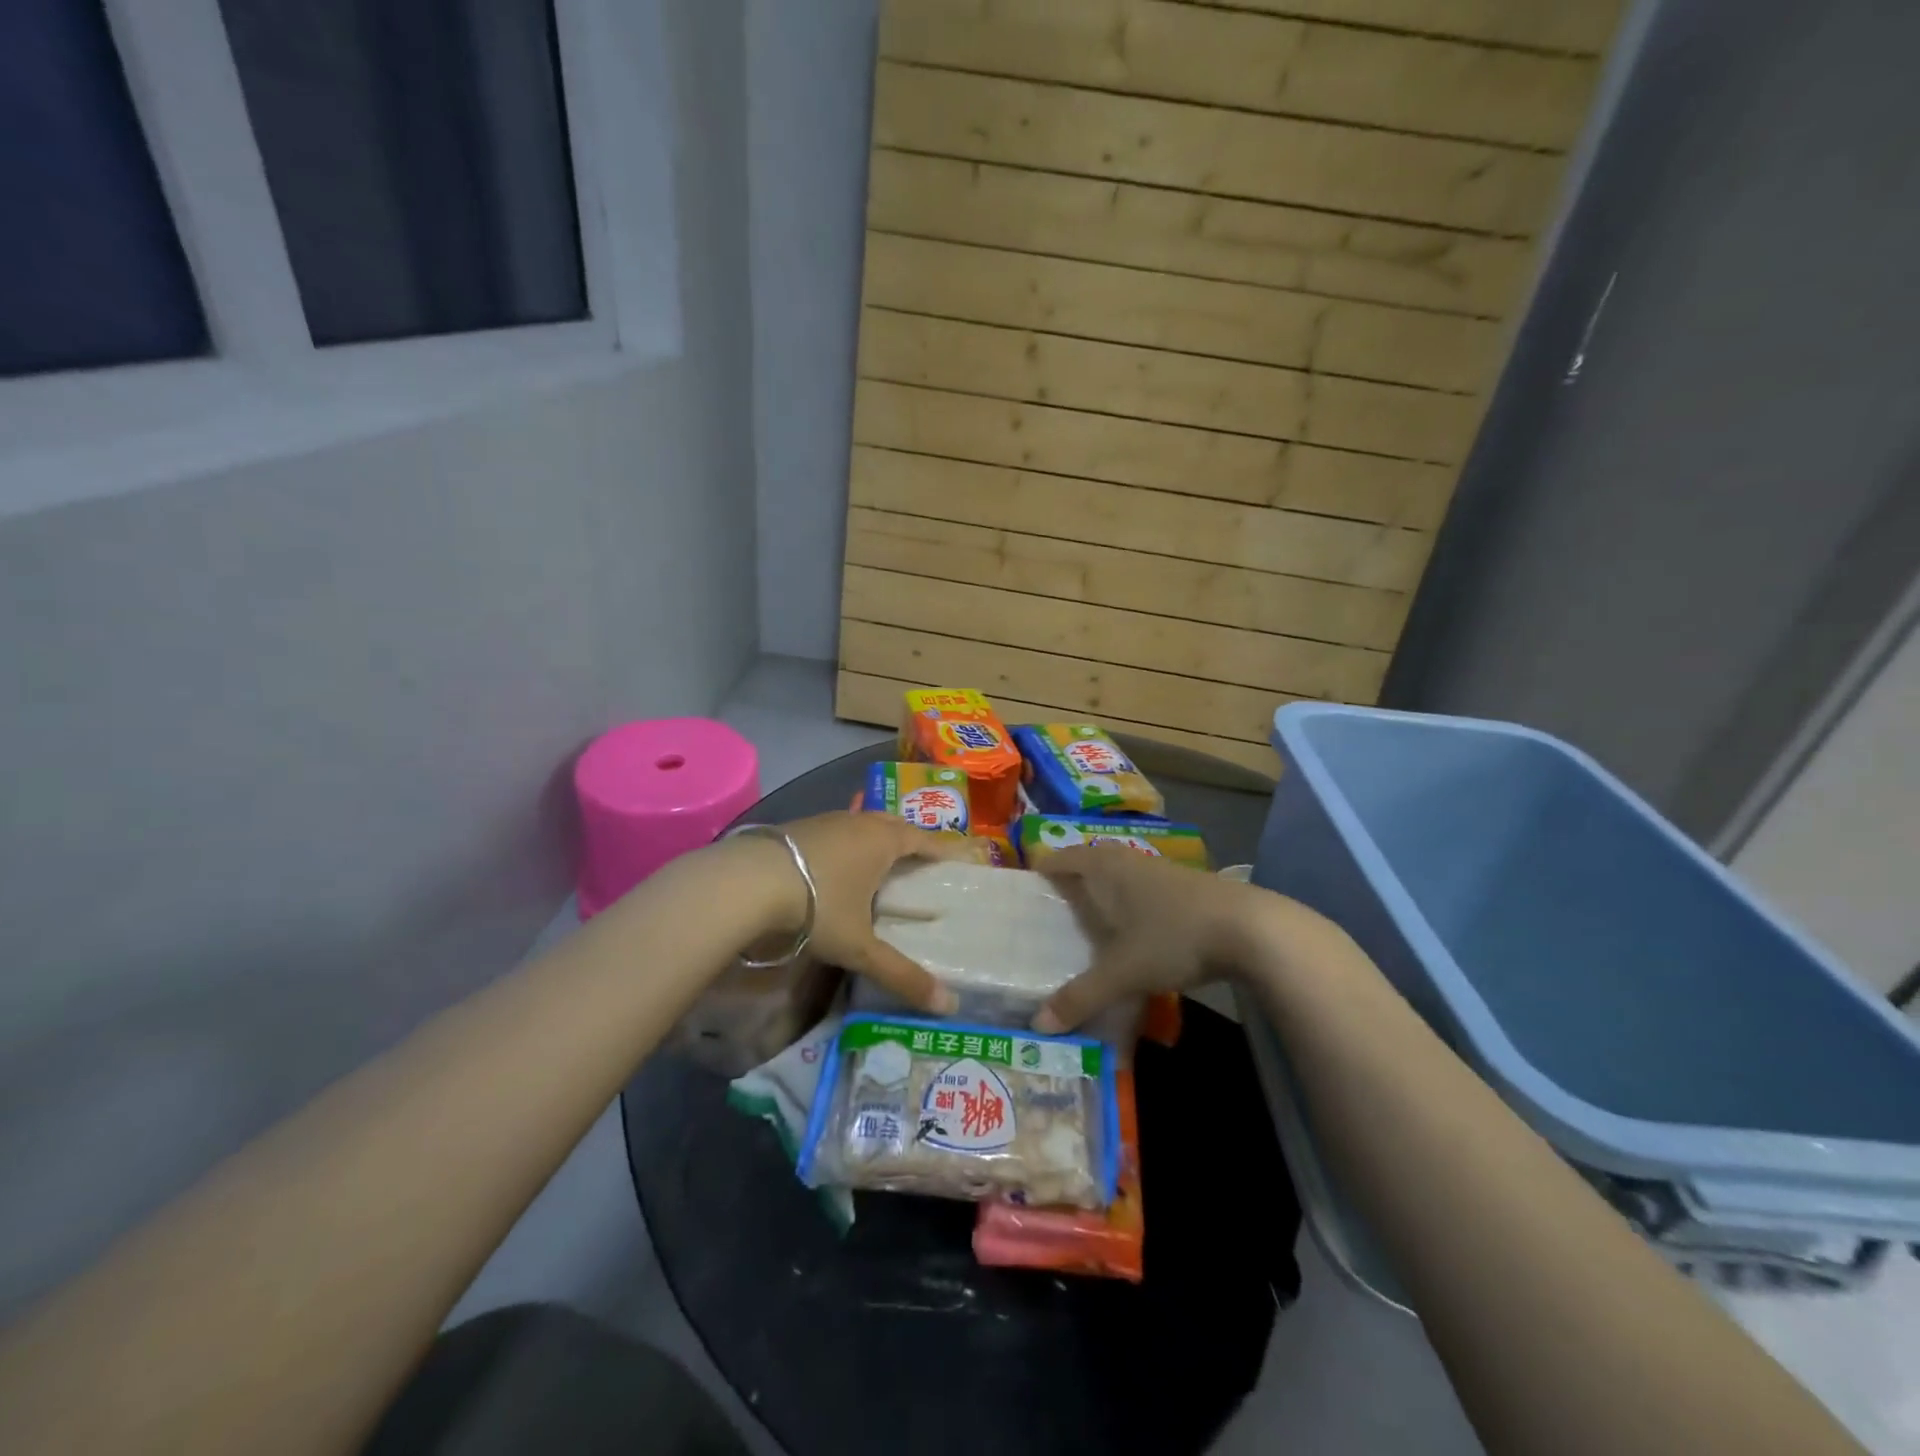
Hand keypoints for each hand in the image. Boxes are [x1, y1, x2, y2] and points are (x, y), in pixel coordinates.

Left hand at [780, 812, 969, 1014]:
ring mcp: (824, 820)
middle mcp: (857, 823)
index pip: (922, 839)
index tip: (953, 860)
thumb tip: (948, 1006)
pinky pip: (833, 830)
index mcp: (882, 841)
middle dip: (908, 839)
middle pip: (892, 824)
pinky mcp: (795, 826)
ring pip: (860, 823)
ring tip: (878, 860)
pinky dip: (844, 843)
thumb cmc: (817, 906)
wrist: (747, 881)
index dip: (939, 850)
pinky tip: (833, 864)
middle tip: (919, 859)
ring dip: (873, 838)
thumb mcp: (860, 946)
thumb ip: (901, 974)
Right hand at [1030, 846, 1266, 1032]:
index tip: (1023, 892)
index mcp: (1104, 867)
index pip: (1060, 858)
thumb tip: (1037, 1024)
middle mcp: (1127, 860)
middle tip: (1049, 911)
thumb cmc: (1173, 937)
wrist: (1251, 929)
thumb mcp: (1122, 972)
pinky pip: (1139, 889)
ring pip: (1117, 875)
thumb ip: (1080, 997)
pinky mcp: (1184, 886)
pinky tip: (1130, 932)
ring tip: (1085, 923)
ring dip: (1100, 892)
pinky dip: (1126, 904)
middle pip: (1088, 862)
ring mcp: (1158, 870)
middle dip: (1068, 882)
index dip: (1040, 870)